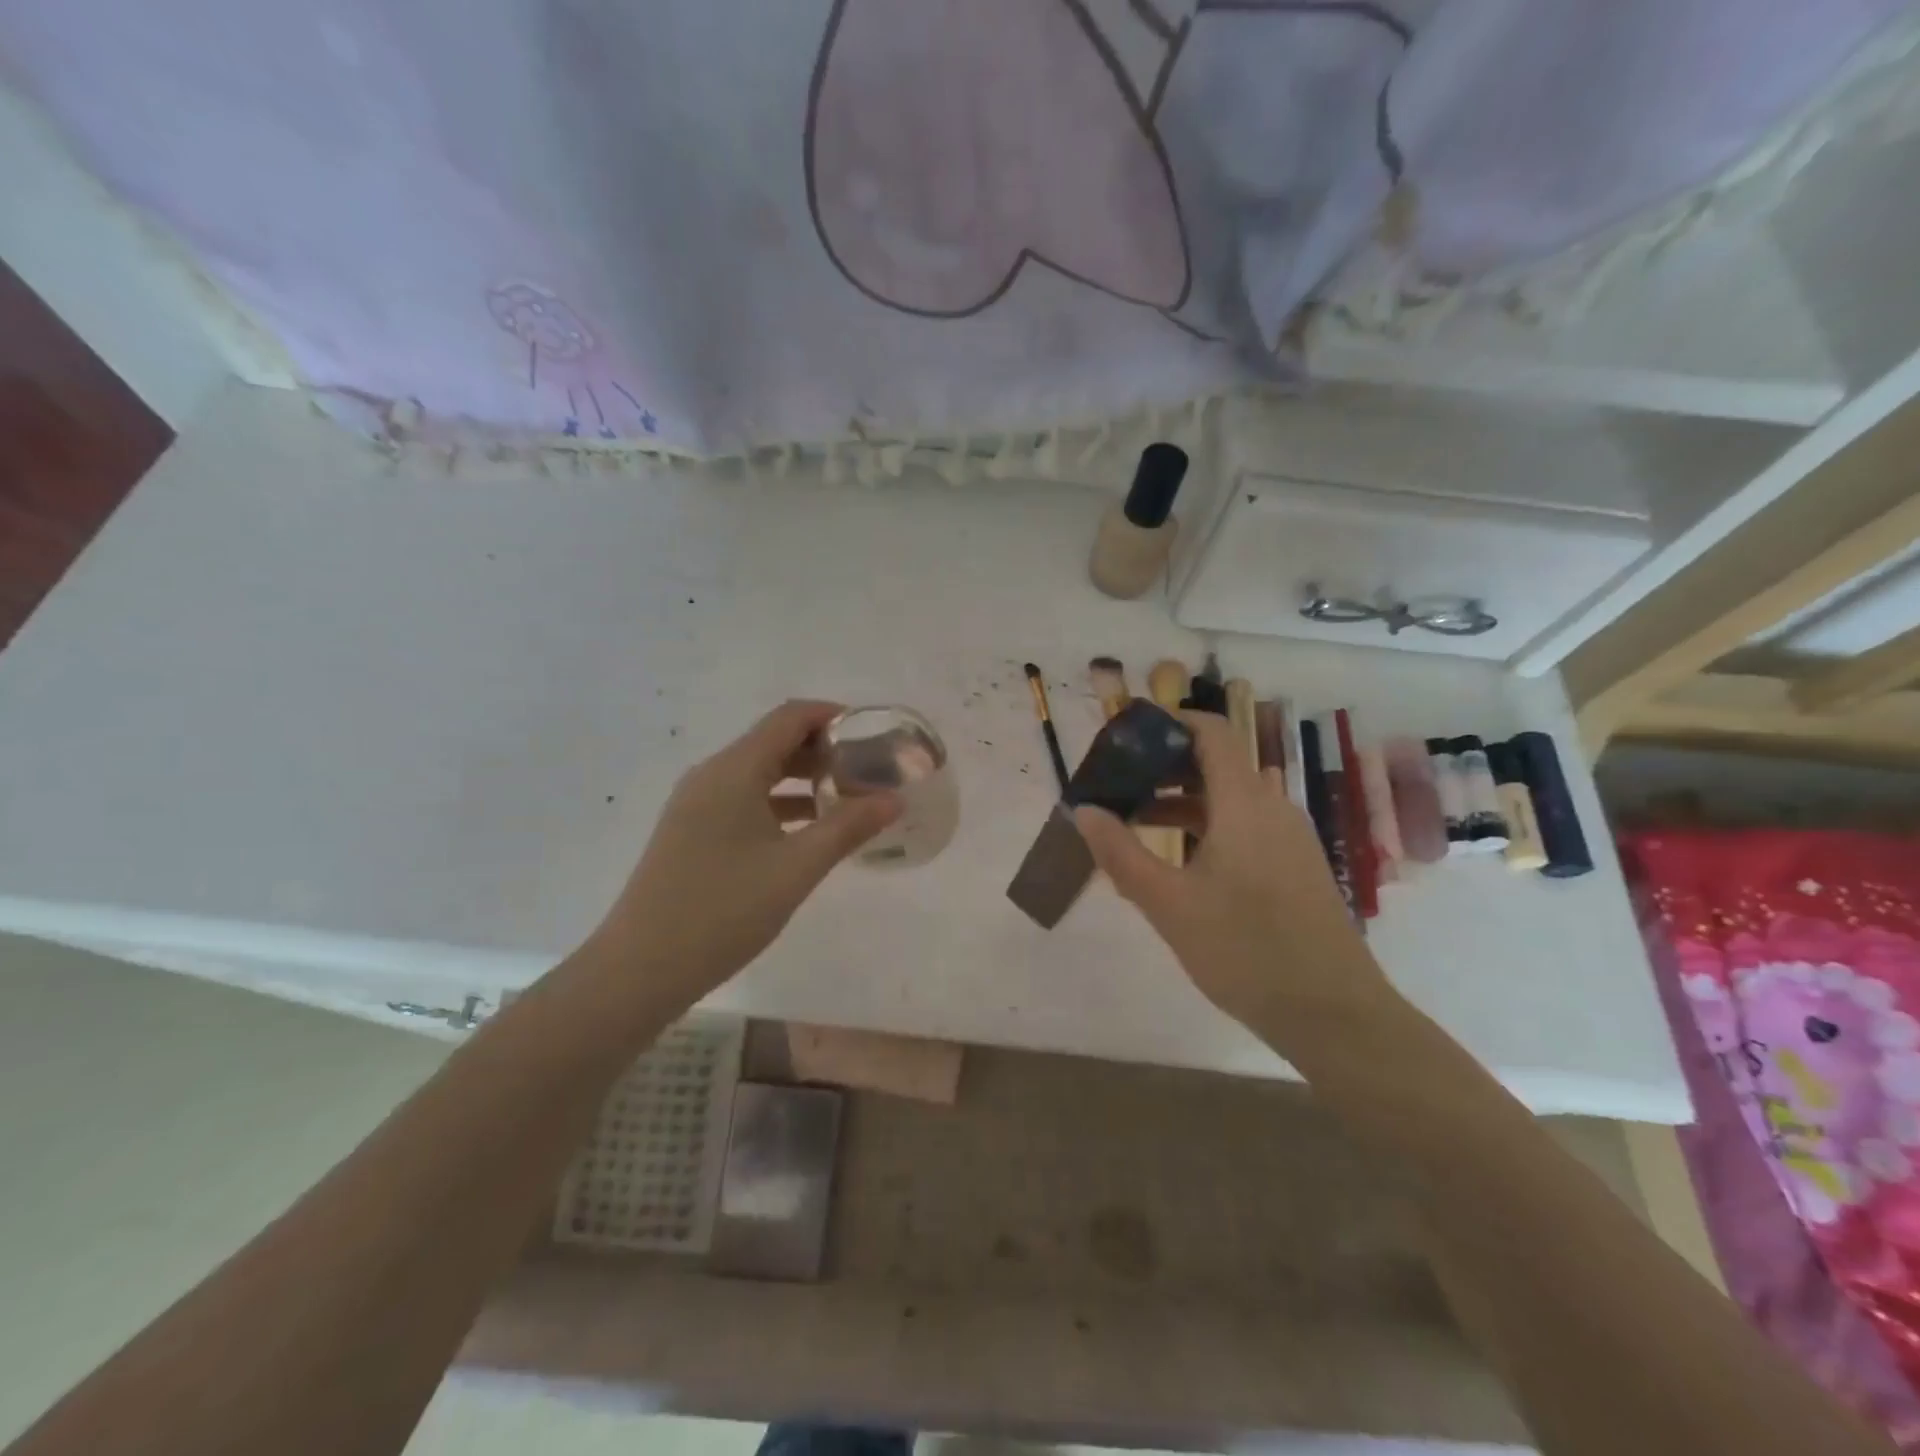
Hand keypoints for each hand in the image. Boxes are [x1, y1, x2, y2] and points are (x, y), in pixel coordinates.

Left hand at [588, 701, 900, 1009]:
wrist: (640, 969)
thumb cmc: (723, 910)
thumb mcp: (796, 868)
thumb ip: (848, 828)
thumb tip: (894, 800)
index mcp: (734, 771)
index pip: (790, 717)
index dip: (833, 715)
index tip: (872, 734)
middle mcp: (711, 776)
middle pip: (774, 742)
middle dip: (823, 750)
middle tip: (868, 771)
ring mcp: (696, 805)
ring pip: (759, 774)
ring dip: (803, 779)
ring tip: (847, 800)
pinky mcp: (691, 832)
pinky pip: (743, 801)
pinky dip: (780, 805)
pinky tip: (808, 833)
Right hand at [1073, 711, 1394, 1045]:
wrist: (1334, 1015)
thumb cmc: (1245, 951)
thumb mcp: (1168, 905)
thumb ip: (1121, 853)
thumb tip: (1084, 810)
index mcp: (1245, 804)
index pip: (1213, 732)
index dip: (1171, 721)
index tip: (1127, 734)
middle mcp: (1272, 808)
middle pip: (1218, 762)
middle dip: (1166, 765)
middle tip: (1120, 782)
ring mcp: (1289, 838)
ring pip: (1230, 798)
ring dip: (1183, 800)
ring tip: (1136, 821)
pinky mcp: (1296, 866)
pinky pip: (1246, 825)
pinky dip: (1207, 826)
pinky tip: (1179, 862)